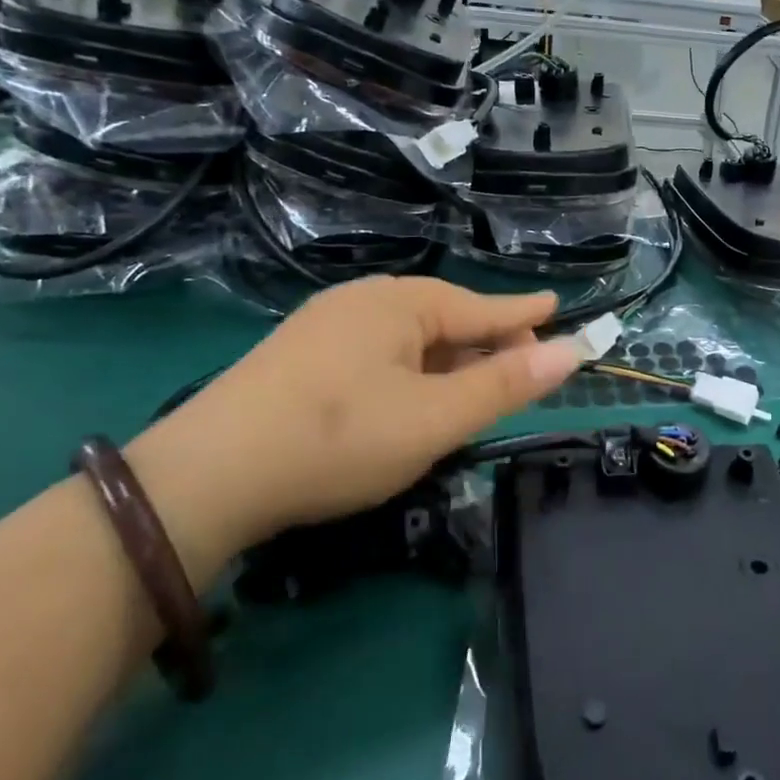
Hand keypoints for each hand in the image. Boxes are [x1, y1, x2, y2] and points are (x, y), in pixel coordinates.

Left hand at [123, 278, 583, 575]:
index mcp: (400, 303)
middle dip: (486, 343)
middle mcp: (363, 300)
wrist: (205, 478)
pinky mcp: (299, 356)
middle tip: (520, 370)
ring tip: (473, 389)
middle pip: (445, 319)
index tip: (557, 306)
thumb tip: (574, 350)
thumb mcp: (435, 418)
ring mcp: (325, 326)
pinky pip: (378, 352)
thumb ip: (506, 385)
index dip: (524, 313)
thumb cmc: (338, 439)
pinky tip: (410, 396)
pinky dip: (411, 371)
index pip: (482, 307)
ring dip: (448, 361)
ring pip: (409, 338)